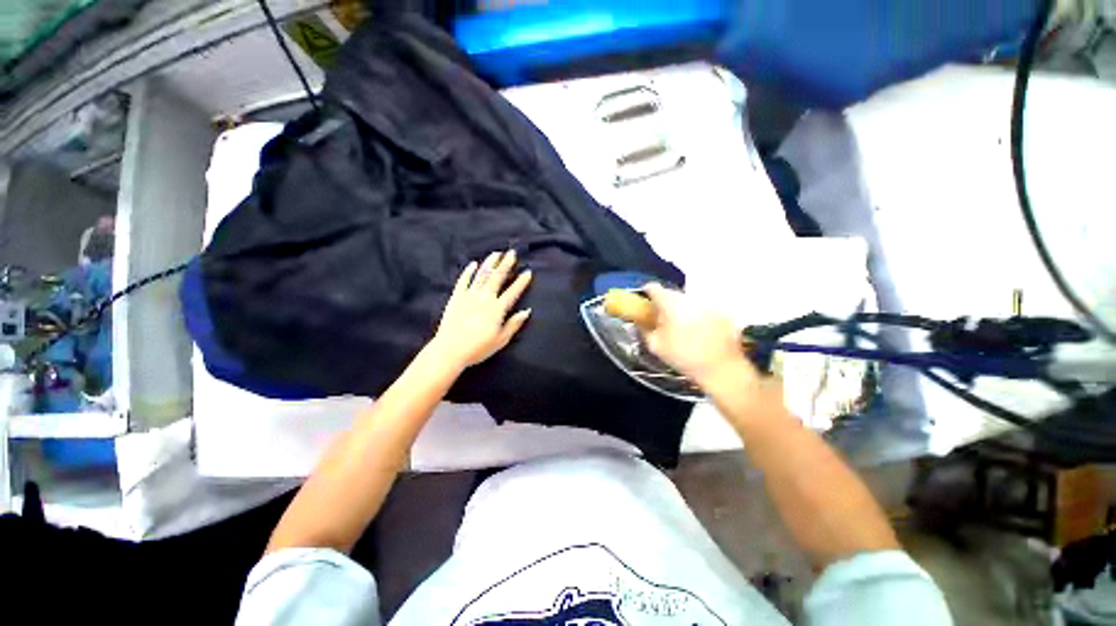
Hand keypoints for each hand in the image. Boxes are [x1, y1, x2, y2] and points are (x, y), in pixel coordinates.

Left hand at [430, 250, 532, 368]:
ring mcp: (469, 296)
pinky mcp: (456, 297)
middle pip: (497, 277)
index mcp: (497, 309)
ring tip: (496, 253)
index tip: (528, 272)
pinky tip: (473, 264)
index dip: (521, 281)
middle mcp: (484, 298)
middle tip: (512, 252)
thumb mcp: (501, 340)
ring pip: (481, 275)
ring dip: (489, 263)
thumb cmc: (478, 348)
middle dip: (506, 264)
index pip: (512, 292)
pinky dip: (469, 271)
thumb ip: (514, 324)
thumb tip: (527, 311)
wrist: (450, 350)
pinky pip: (463, 281)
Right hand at [642, 284, 754, 387]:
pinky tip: (699, 332)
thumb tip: (641, 321)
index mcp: (671, 303)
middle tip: (661, 318)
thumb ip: (645, 329)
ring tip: (681, 327)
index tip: (644, 302)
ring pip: (688, 300)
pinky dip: (697, 315)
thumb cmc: (684, 357)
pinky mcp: (722, 311)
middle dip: (664, 303)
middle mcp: (690, 298)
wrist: (721, 369)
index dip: (646, 293)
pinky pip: (703, 308)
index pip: (653, 287)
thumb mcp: (656, 346)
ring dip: (682, 309)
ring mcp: (708, 303)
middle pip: (672, 293)